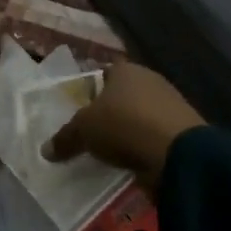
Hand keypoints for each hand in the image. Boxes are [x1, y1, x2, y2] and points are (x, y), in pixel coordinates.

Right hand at [42, 62, 205, 179]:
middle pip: (123, 95)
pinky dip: (144, 146)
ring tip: (110, 151)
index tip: (79, 110)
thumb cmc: (123, 126)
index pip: (104, 73)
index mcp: (126, 70)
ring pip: (140, 116)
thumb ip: (65, 138)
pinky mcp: (185, 131)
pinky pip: (155, 136)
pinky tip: (132, 161)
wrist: (178, 154)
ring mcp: (171, 105)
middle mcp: (151, 81)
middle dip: (109, 112)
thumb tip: (45, 150)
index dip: (90, 90)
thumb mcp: (83, 131)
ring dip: (128, 131)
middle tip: (91, 132)